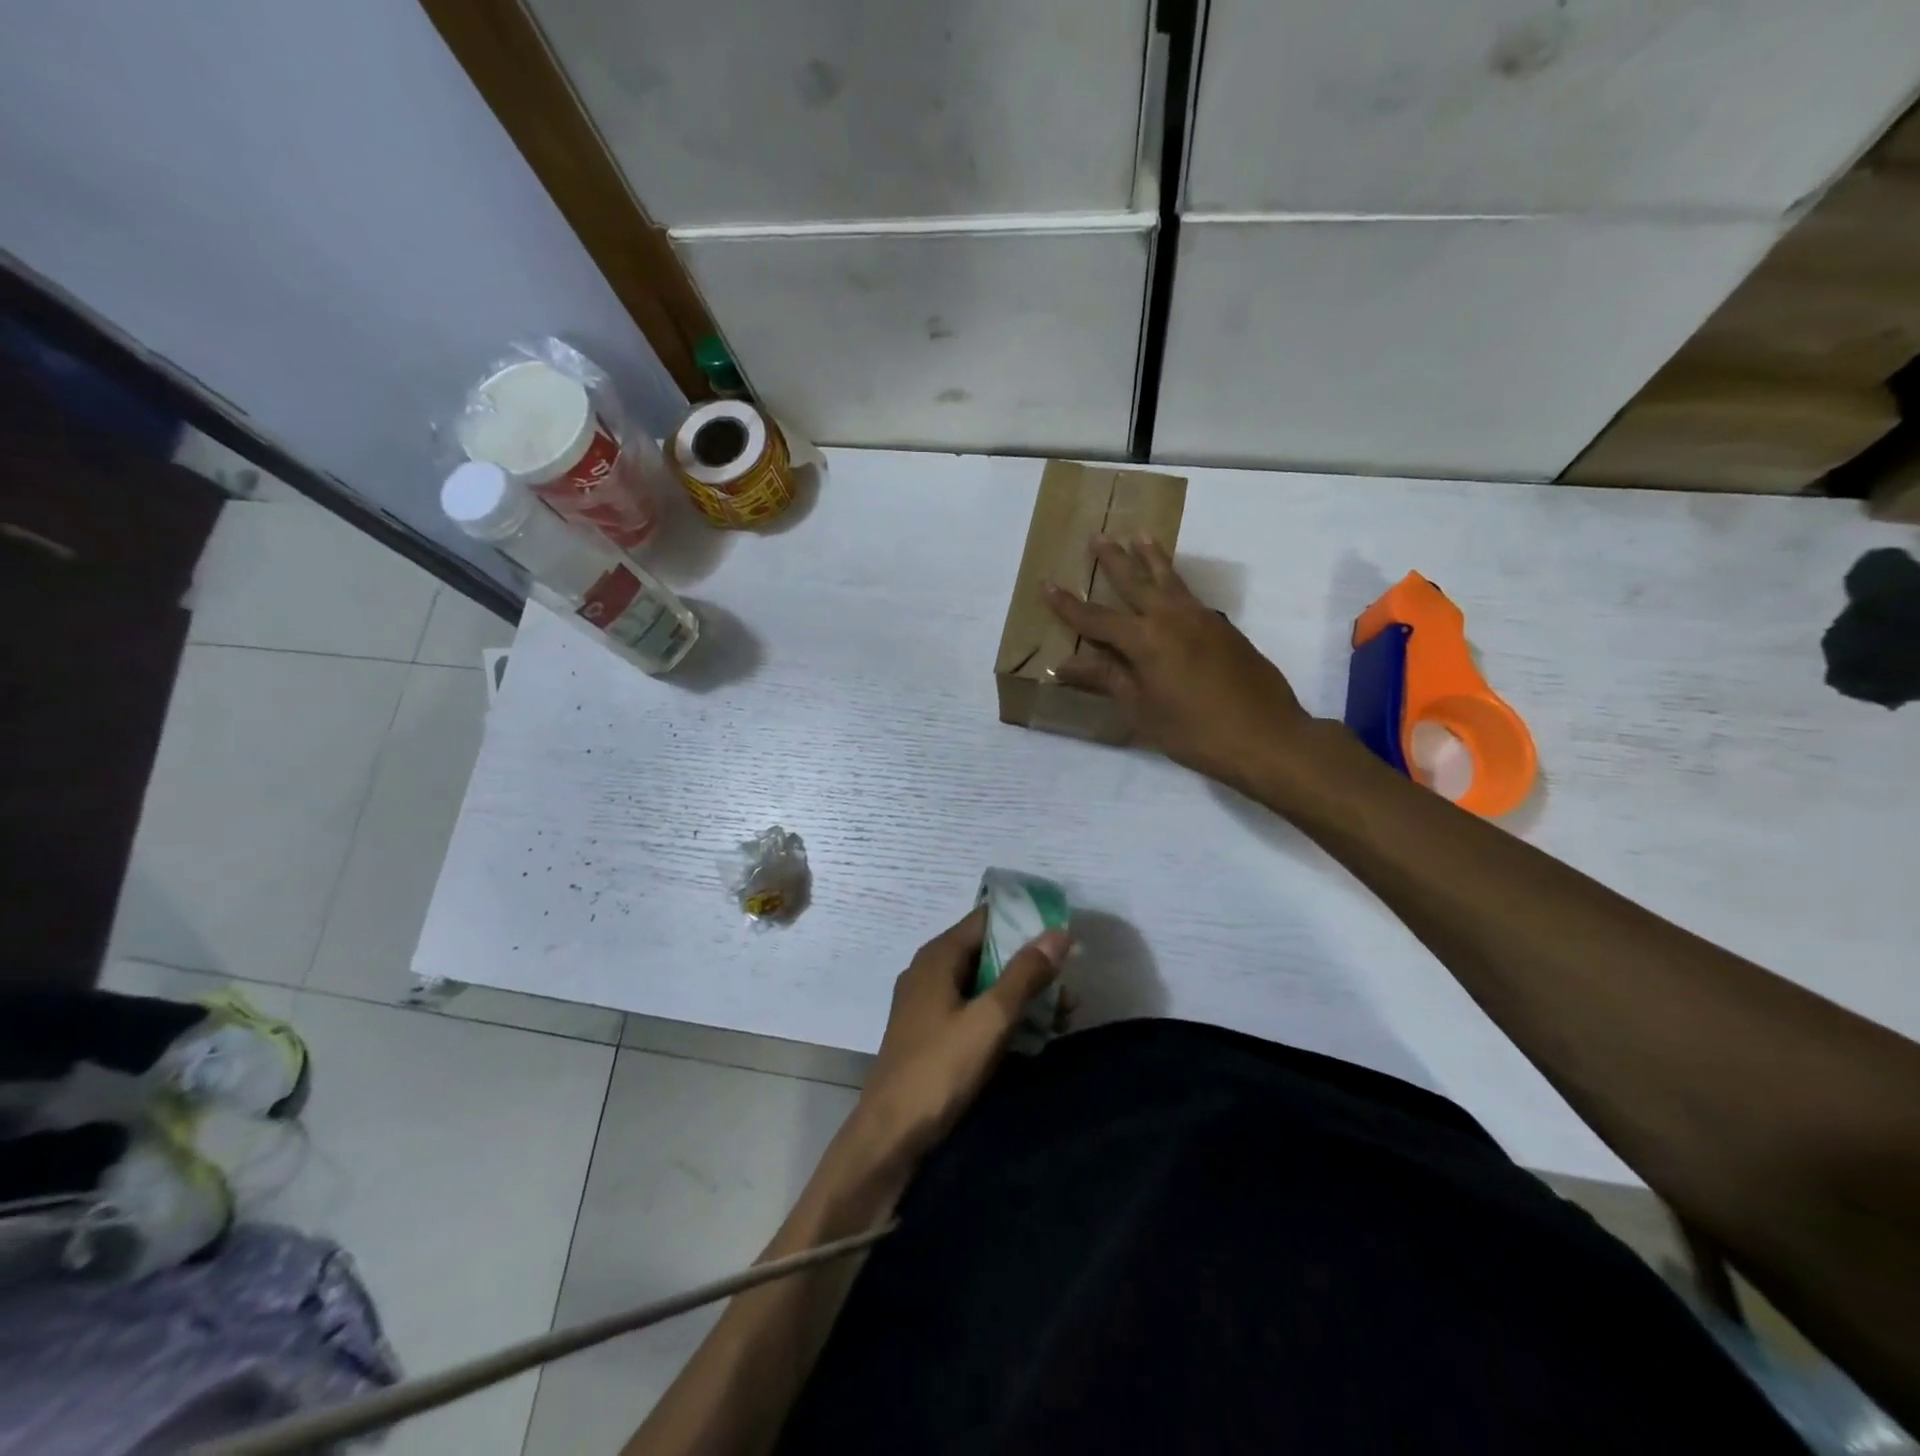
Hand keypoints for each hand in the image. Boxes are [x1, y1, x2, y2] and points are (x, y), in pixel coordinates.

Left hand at [852, 908, 1069, 1167]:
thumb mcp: (990, 1019)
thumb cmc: (940, 1069)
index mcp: (939, 956)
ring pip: (985, 984)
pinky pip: (975, 1010)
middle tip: (1071, 984)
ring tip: (1065, 1014)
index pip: (987, 918)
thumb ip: (1025, 974)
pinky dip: (1004, 1016)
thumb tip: (1058, 932)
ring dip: (1023, 995)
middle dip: (1031, 964)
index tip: (1063, 933)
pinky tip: (1036, 1036)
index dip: (1025, 921)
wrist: (891, 1136)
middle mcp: (931, 971)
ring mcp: (930, 1004)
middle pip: (988, 951)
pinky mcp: (933, 1033)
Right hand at [1044, 535, 1309, 789]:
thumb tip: (1065, 665)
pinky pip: (1191, 595)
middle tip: (1098, 535)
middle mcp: (1172, 618)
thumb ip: (1107, 679)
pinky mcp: (1225, 629)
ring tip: (1140, 536)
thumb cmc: (1195, 731)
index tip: (1047, 584)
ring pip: (1171, 579)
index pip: (1097, 619)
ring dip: (1152, 558)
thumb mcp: (1143, 709)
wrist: (1266, 737)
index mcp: (1146, 640)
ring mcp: (1203, 619)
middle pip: (1137, 582)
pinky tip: (1174, 587)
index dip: (1069, 605)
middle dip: (1114, 560)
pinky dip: (1176, 582)